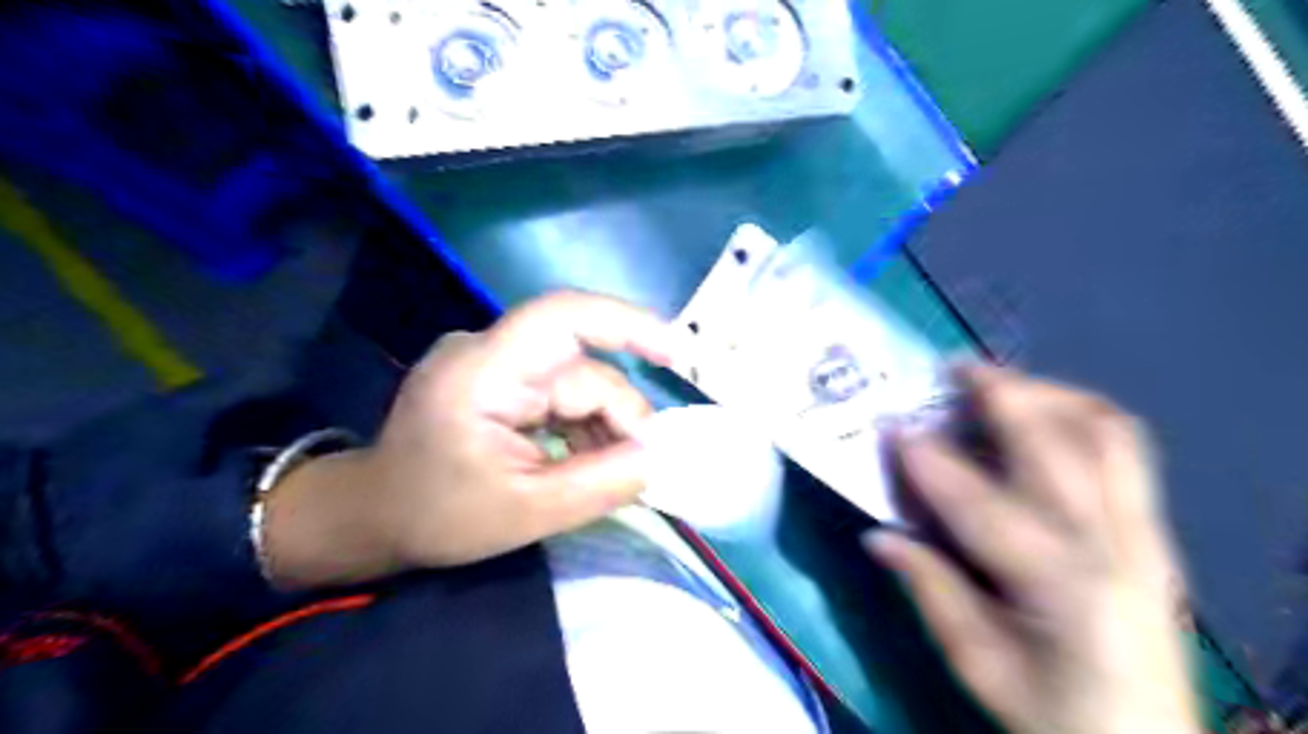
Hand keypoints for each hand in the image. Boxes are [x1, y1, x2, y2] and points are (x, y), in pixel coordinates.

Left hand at [264, 289, 672, 588]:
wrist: (373, 516)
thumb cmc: (437, 516)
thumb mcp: (525, 512)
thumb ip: (600, 483)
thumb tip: (660, 455)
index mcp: (483, 373)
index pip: (563, 318)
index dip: (630, 325)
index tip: (681, 354)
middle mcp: (490, 352)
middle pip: (582, 368)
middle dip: (619, 417)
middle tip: (642, 468)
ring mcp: (495, 363)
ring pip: (578, 382)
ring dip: (603, 426)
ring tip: (609, 473)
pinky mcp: (501, 379)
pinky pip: (561, 393)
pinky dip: (583, 426)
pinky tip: (586, 460)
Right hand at [867, 366, 1197, 732]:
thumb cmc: (1051, 711)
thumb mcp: (975, 661)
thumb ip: (928, 589)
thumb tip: (877, 535)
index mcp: (1063, 589)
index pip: (983, 506)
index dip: (931, 461)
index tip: (892, 425)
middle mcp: (1115, 545)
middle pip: (1060, 444)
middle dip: (1001, 395)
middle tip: (952, 367)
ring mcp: (1144, 531)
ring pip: (1106, 432)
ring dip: (1047, 393)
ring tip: (998, 382)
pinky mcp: (1154, 527)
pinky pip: (1123, 446)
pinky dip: (1079, 413)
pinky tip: (1041, 412)